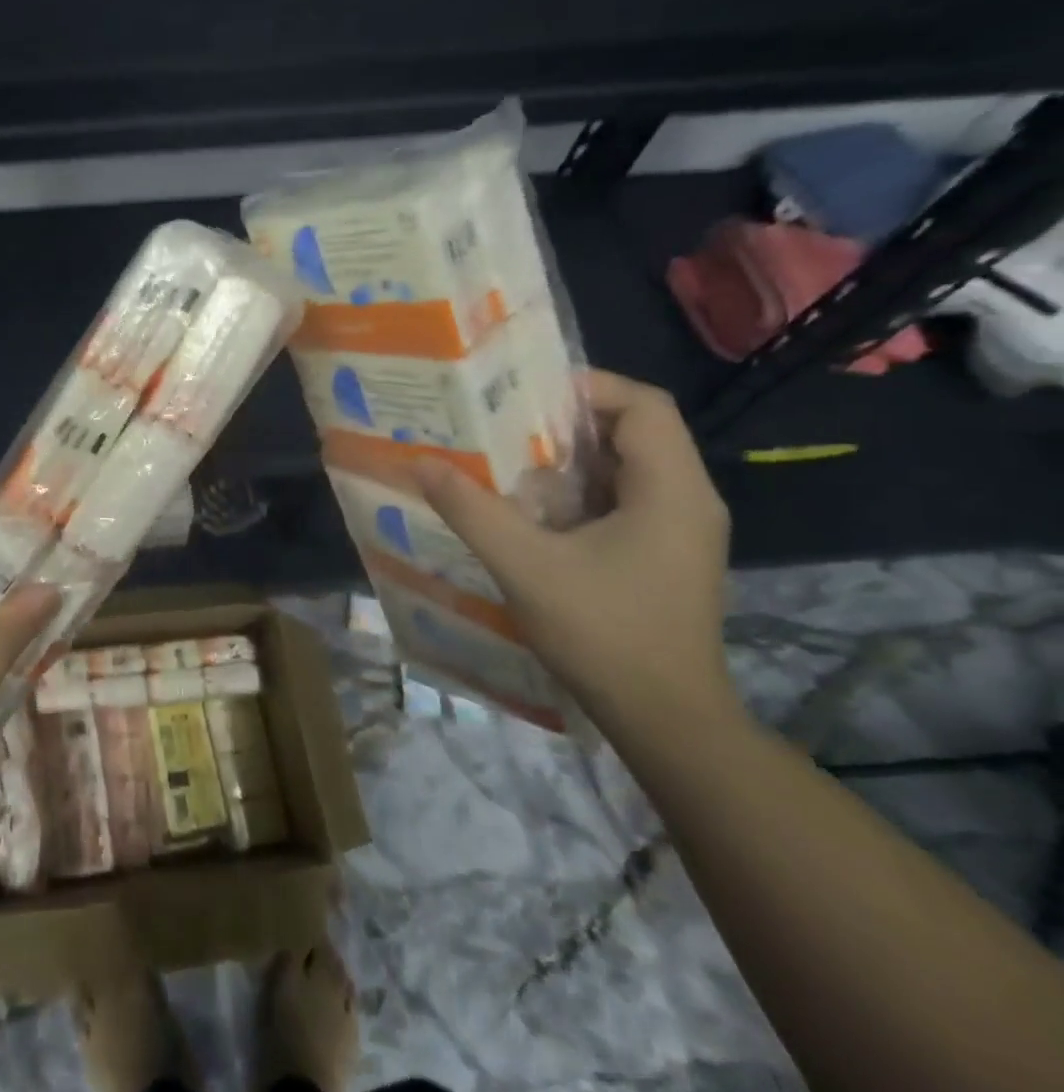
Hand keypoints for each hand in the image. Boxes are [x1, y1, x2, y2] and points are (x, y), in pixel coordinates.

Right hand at [411, 369, 736, 736]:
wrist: (666, 720)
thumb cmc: (604, 633)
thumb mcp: (524, 565)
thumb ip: (471, 509)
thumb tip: (420, 462)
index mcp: (671, 490)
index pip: (644, 405)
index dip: (587, 387)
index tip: (525, 394)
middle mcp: (688, 499)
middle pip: (635, 430)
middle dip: (568, 421)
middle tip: (503, 422)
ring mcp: (681, 530)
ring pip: (628, 466)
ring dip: (570, 457)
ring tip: (508, 457)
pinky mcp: (666, 554)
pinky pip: (625, 498)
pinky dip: (581, 489)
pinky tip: (534, 507)